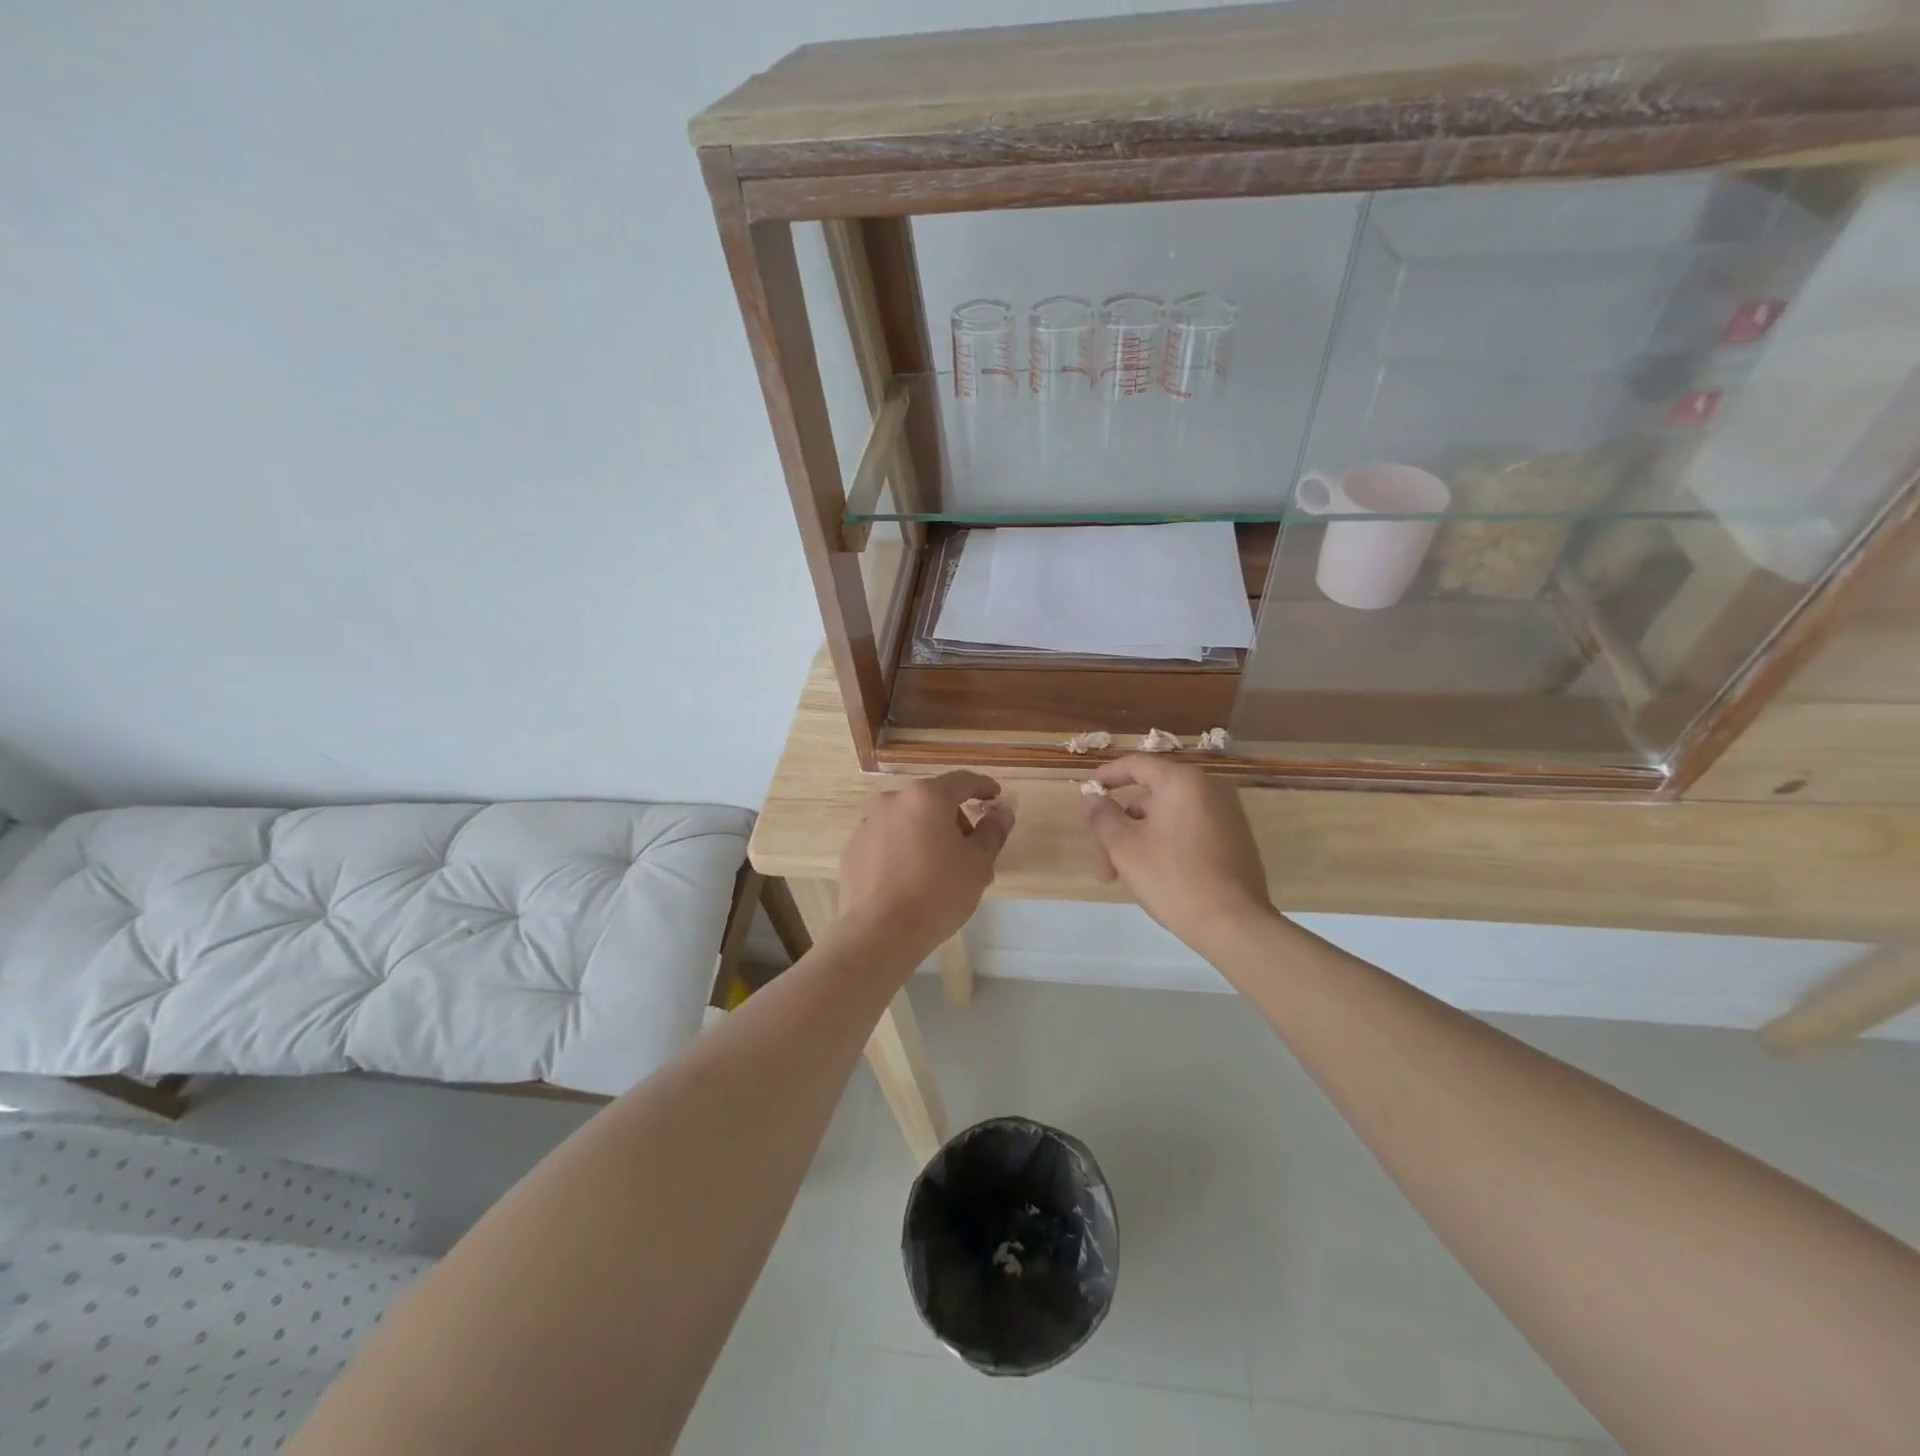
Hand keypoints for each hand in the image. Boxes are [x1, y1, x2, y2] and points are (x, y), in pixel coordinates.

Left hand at [836, 771, 1012, 965]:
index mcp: (926, 797)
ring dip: (927, 834)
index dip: (983, 787)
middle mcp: (893, 801)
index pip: (962, 781)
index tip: (995, 797)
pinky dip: (903, 850)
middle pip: (932, 801)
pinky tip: (910, 880)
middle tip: (970, 850)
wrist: (879, 934)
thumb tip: (1002, 812)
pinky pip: (886, 841)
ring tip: (939, 870)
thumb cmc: (937, 893)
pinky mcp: (853, 849)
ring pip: (907, 821)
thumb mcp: (978, 863)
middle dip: (954, 819)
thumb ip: (993, 831)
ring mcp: (867, 824)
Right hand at [1084, 755, 1273, 952]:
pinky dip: (1168, 844)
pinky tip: (1157, 876)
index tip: (1089, 791)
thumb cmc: (1172, 877)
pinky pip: (1190, 830)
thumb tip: (1093, 797)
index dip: (1108, 775)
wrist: (1233, 924)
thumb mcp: (1124, 847)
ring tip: (1127, 877)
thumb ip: (1103, 816)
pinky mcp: (1236, 840)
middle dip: (1122, 827)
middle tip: (1105, 863)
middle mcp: (1209, 789)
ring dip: (1142, 840)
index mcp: (1182, 782)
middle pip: (1151, 797)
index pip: (1136, 764)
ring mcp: (1227, 814)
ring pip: (1169, 817)